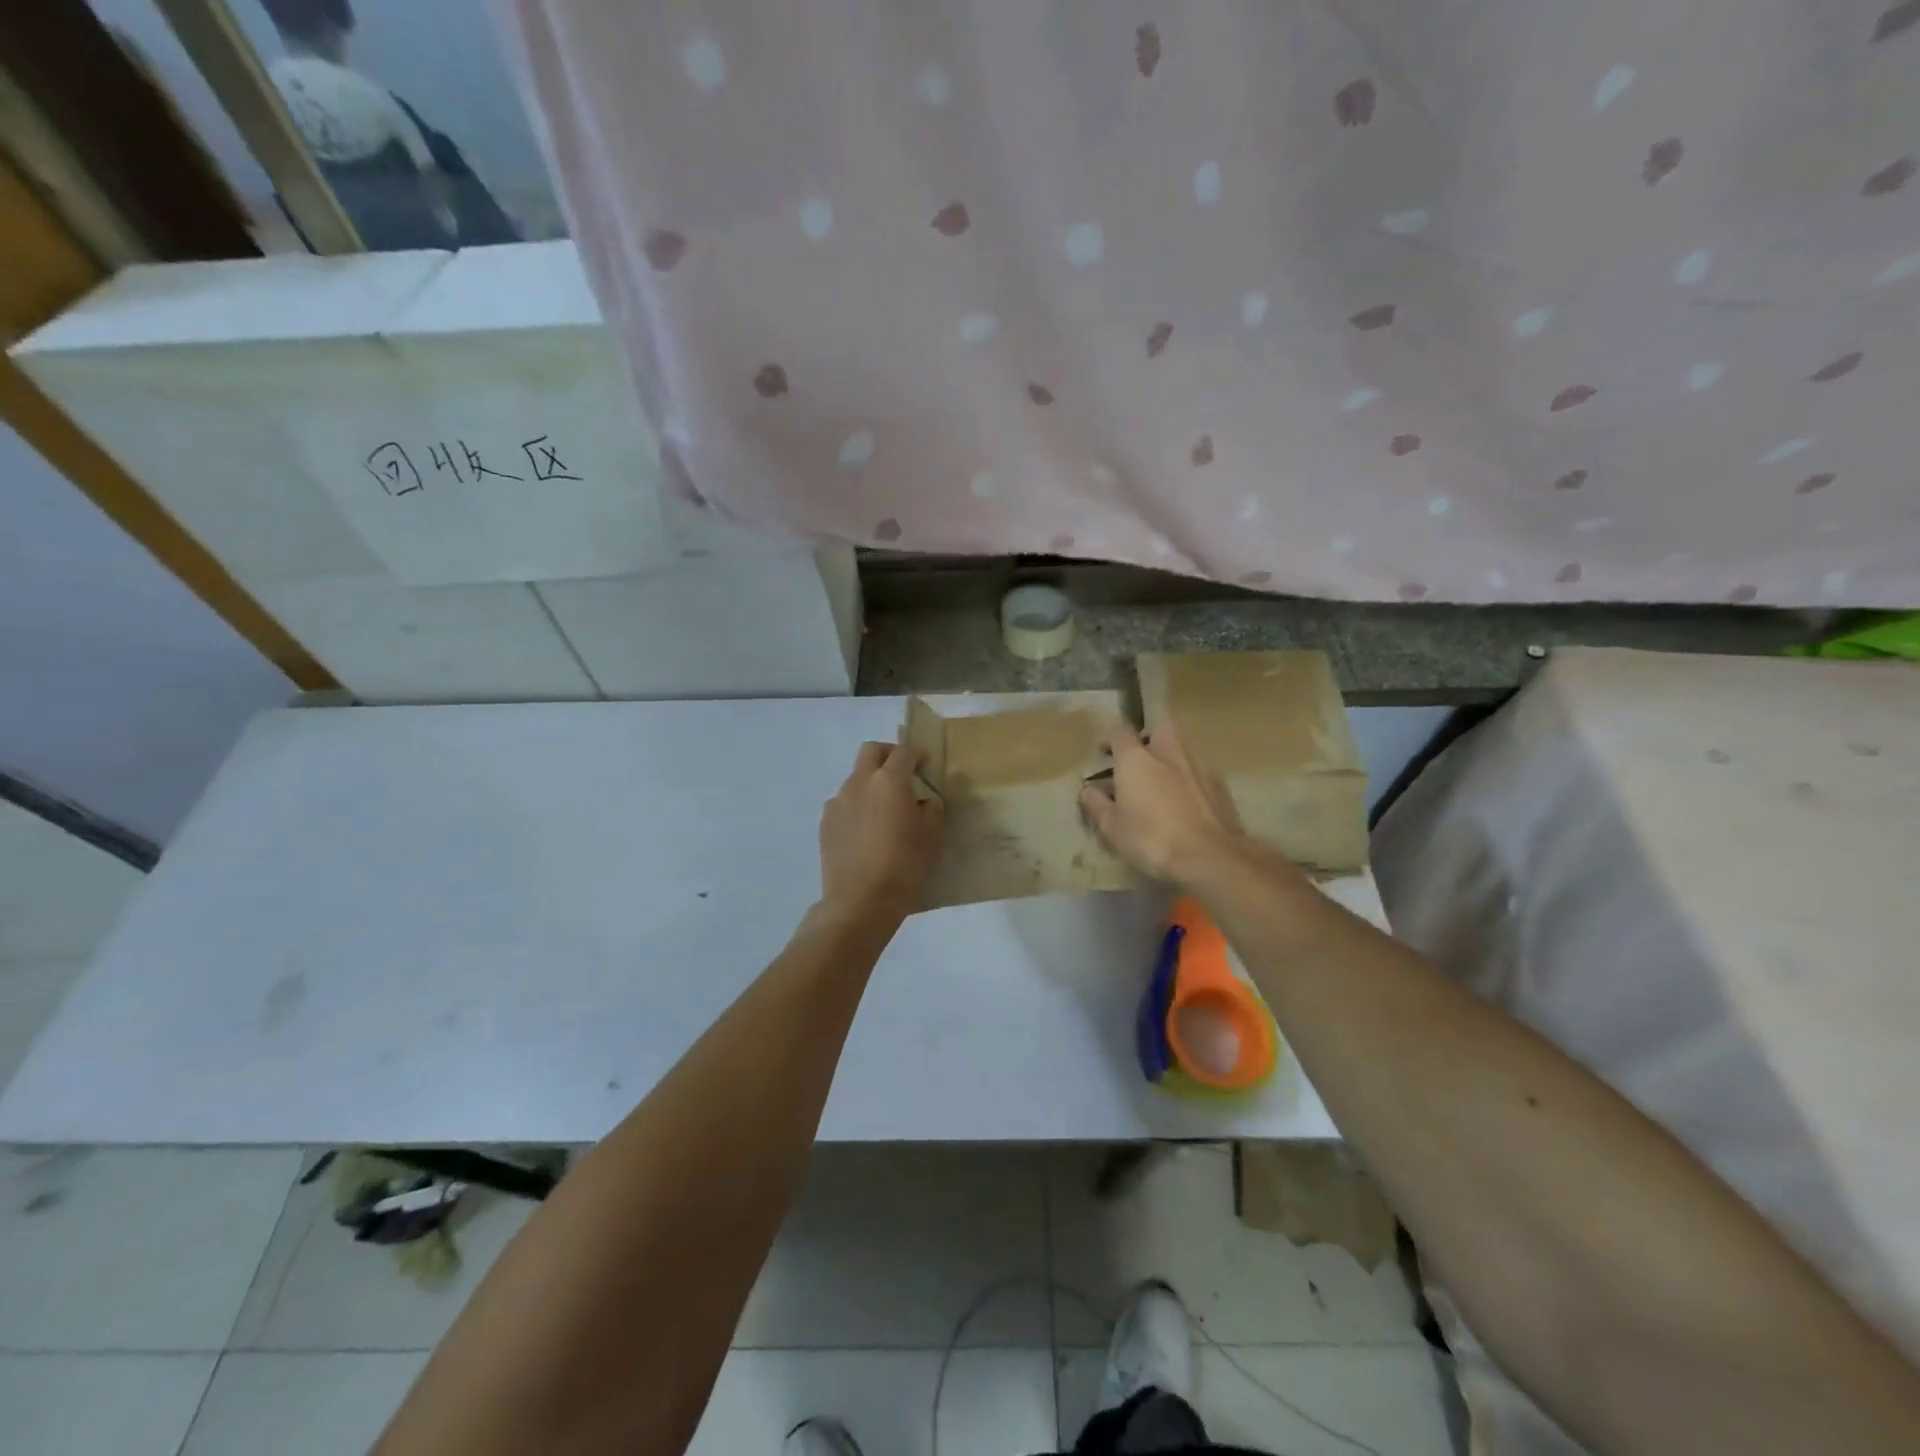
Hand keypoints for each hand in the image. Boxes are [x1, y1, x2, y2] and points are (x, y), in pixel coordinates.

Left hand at [817, 741, 944, 920]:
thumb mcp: (933, 837)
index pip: (904, 751)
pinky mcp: (825, 824)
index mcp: (889, 781)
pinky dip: (857, 807)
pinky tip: (866, 833)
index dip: (917, 755)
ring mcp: (838, 802)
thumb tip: (925, 801)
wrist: (860, 902)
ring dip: (870, 785)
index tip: (925, 766)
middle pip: (871, 751)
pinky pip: (843, 804)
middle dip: (888, 755)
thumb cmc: (904, 866)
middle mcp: (860, 783)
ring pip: (855, 779)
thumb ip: (932, 810)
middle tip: (902, 775)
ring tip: (884, 812)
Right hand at [1079, 720, 1243, 884]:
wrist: (1210, 856)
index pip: (1119, 730)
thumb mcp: (1113, 829)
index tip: (1105, 752)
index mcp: (1135, 758)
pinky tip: (1184, 799)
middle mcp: (1167, 752)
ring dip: (1170, 755)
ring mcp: (1197, 765)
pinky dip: (1188, 777)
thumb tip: (1088, 791)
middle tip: (1139, 752)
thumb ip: (1098, 805)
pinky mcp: (1220, 783)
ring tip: (1161, 780)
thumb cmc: (1152, 839)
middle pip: (1160, 722)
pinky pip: (1198, 770)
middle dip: (1149, 730)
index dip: (1111, 738)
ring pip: (1181, 746)